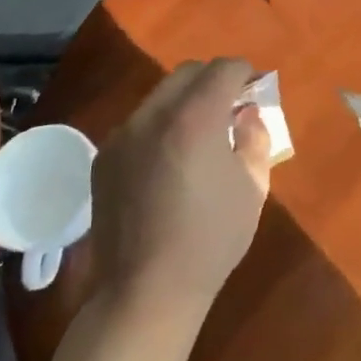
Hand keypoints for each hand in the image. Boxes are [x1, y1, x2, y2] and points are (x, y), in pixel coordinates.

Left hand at [89, 58, 272, 317]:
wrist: (146, 291)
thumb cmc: (211, 238)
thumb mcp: (253, 186)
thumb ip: (255, 137)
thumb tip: (246, 113)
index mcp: (195, 118)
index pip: (224, 68)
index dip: (245, 73)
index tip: (255, 91)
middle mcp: (154, 115)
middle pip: (188, 72)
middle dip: (214, 80)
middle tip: (231, 107)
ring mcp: (123, 135)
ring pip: (161, 96)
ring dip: (186, 102)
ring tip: (200, 135)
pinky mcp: (104, 157)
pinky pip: (139, 123)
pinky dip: (161, 126)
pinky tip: (170, 161)